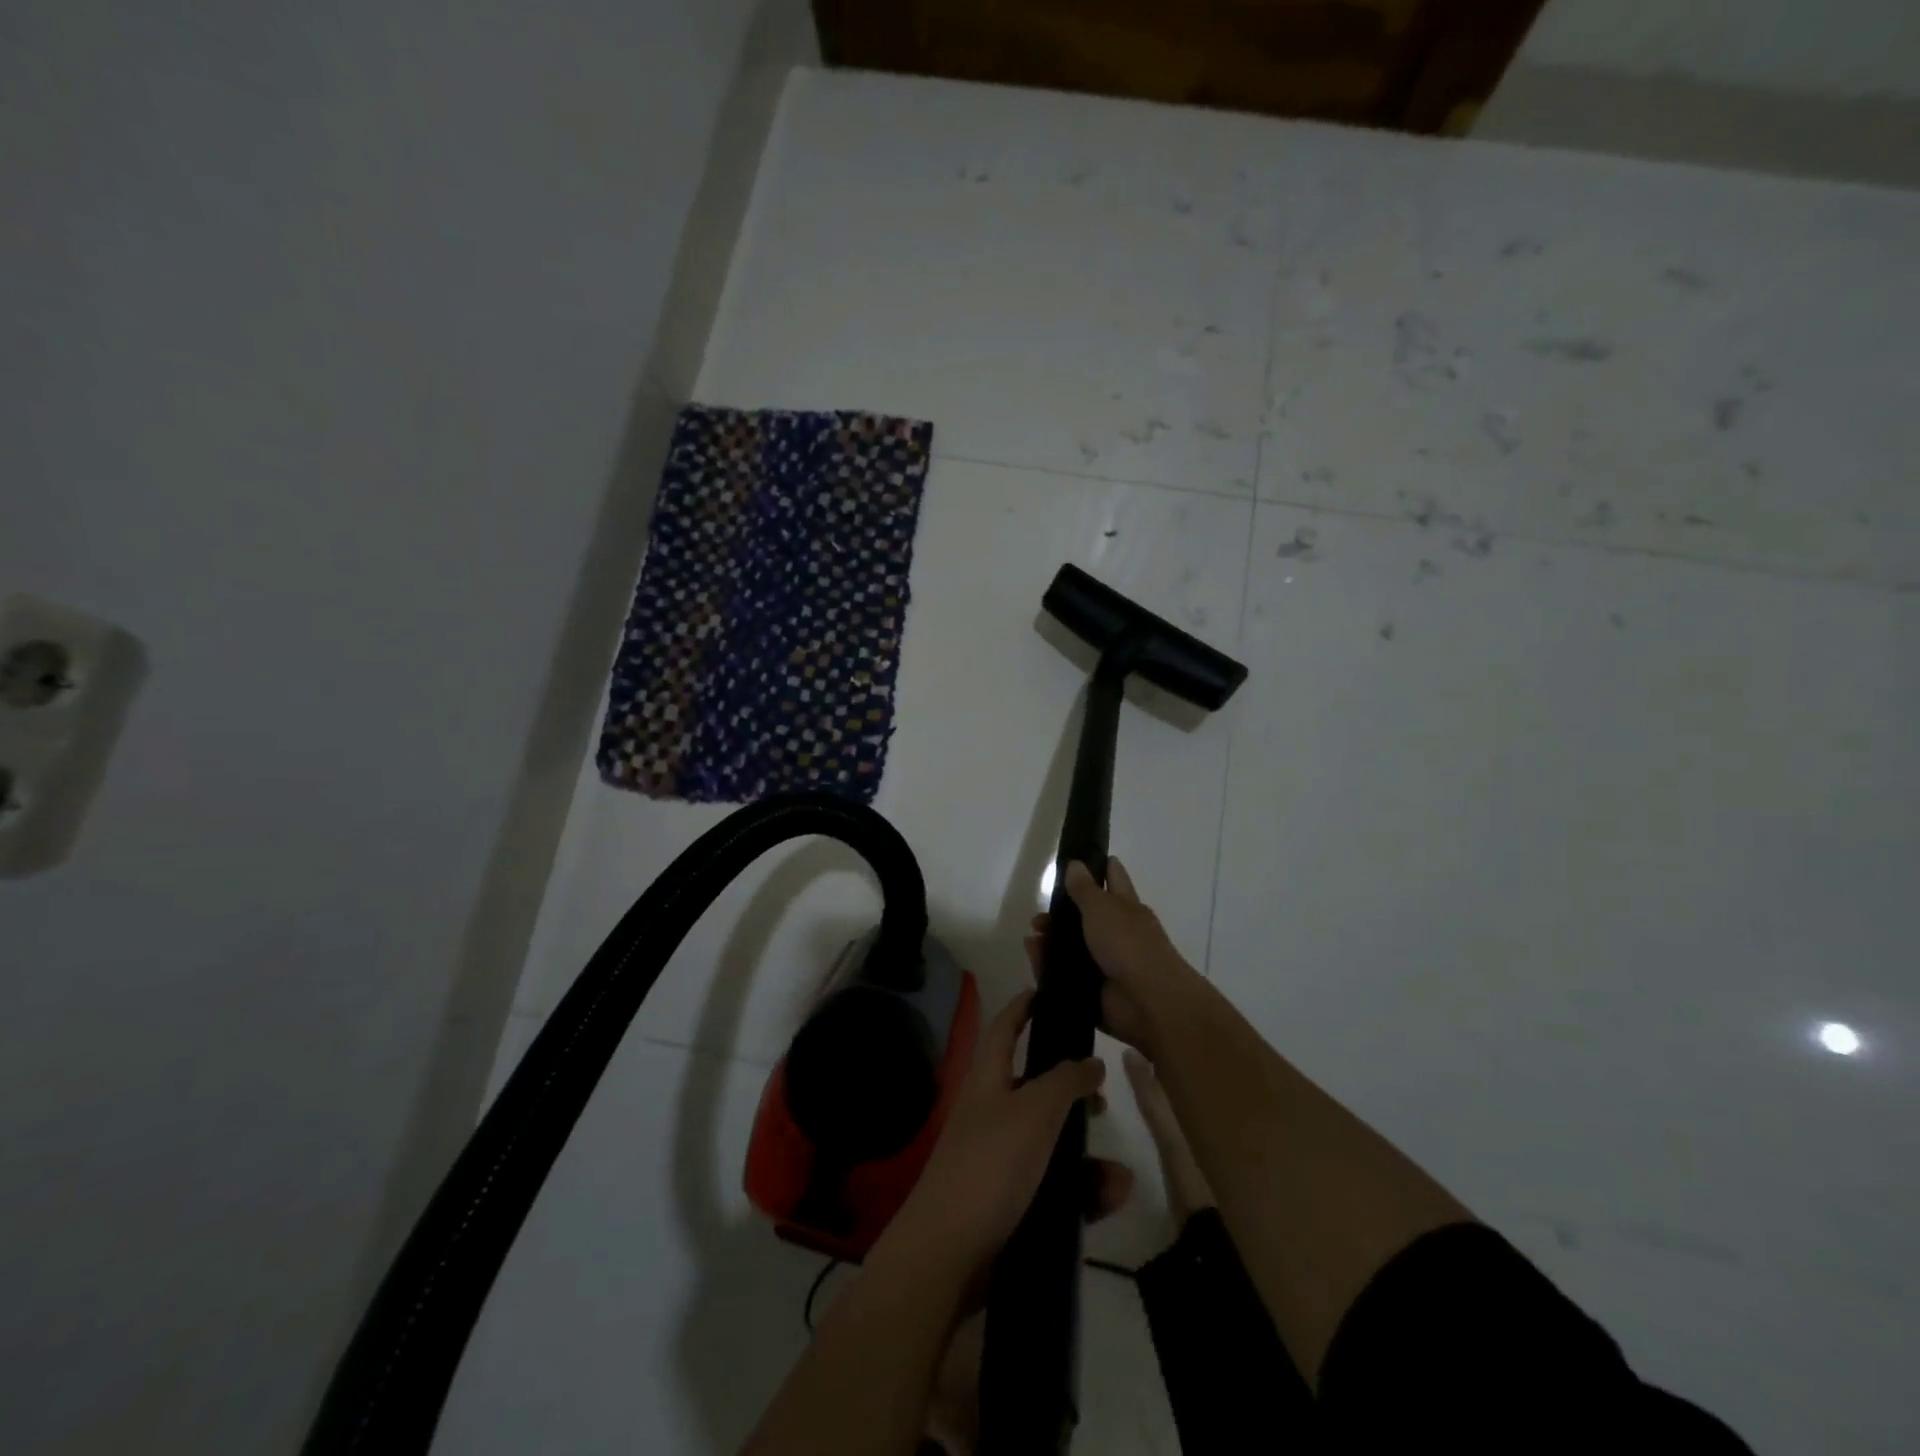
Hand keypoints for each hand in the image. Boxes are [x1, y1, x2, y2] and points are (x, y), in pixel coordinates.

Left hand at [888, 989, 1119, 1275]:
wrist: (947, 1256)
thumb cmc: (990, 1165)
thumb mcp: (1033, 1111)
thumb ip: (1065, 1081)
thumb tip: (1091, 1060)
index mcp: (987, 1079)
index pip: (1005, 1027)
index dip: (1024, 1006)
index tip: (1048, 993)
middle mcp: (989, 1113)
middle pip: (1033, 1087)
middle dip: (1069, 1090)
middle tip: (1102, 1095)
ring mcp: (997, 1160)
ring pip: (1049, 1144)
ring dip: (1085, 1154)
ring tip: (1119, 1172)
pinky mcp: (1007, 1203)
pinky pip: (1052, 1188)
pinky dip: (1081, 1192)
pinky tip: (1110, 1200)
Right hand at [1025, 856, 1204, 1056]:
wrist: (1148, 1003)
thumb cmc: (1129, 944)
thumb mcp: (1102, 908)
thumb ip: (1084, 888)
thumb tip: (1075, 864)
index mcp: (1126, 908)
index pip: (1113, 878)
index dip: (1098, 867)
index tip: (1076, 859)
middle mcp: (1117, 934)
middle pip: (1086, 918)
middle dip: (1061, 915)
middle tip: (1037, 917)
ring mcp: (1106, 964)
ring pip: (1073, 948)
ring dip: (1050, 943)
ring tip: (1031, 940)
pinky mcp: (1093, 991)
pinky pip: (1065, 977)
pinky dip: (1048, 969)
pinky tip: (1033, 959)